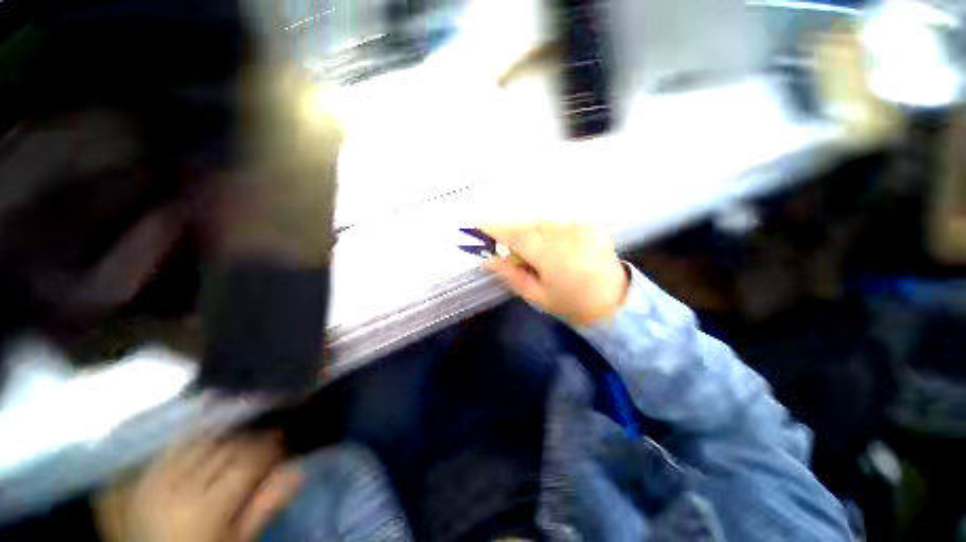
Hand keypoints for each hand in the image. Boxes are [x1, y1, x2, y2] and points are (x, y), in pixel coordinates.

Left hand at [98, 434, 301, 541]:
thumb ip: (265, 506)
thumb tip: (298, 469)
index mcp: (205, 509)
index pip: (248, 461)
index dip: (270, 445)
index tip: (284, 437)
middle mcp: (177, 487)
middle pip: (224, 447)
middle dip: (250, 438)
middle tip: (266, 436)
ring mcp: (154, 480)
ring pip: (198, 440)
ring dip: (224, 434)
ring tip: (240, 436)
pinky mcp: (139, 477)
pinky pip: (172, 446)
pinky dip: (194, 437)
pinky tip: (208, 435)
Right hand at [481, 222, 627, 324]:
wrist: (614, 301)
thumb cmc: (571, 304)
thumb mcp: (537, 295)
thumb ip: (510, 274)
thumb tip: (486, 259)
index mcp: (552, 256)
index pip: (516, 235)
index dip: (493, 227)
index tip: (475, 223)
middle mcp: (566, 235)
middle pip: (527, 224)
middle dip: (509, 230)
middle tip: (498, 242)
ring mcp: (580, 226)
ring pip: (541, 221)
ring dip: (527, 229)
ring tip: (524, 247)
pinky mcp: (589, 223)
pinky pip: (557, 220)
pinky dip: (544, 228)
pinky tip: (546, 243)